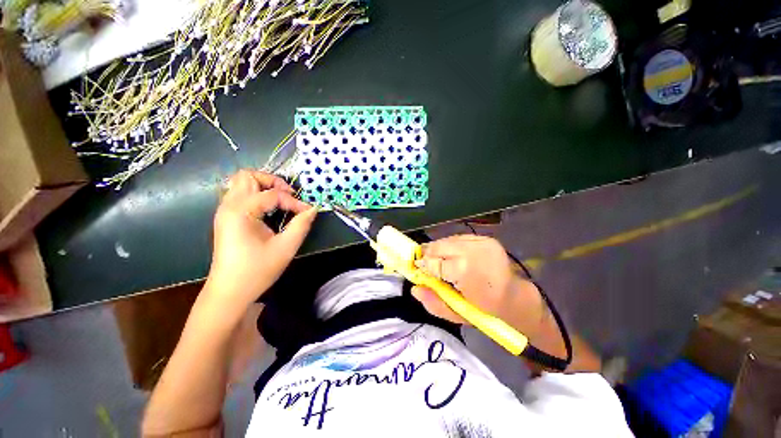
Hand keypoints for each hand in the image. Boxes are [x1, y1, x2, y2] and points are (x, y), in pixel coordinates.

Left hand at [206, 170, 317, 308]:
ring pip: (241, 183)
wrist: (229, 292)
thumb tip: (313, 209)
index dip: (294, 201)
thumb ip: (301, 225)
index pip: (272, 195)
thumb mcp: (285, 248)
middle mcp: (228, 206)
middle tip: (289, 195)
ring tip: (281, 200)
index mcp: (241, 212)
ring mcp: (224, 211)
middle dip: (272, 181)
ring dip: (264, 186)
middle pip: (248, 176)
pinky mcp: (226, 218)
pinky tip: (269, 209)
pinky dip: (257, 195)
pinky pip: (240, 195)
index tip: (307, 212)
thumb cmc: (257, 271)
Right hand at [412, 235, 546, 337]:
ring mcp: (481, 242)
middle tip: (424, 263)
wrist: (516, 298)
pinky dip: (451, 246)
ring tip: (439, 260)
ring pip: (447, 240)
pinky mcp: (485, 238)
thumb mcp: (457, 314)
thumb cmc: (486, 311)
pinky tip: (452, 255)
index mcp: (465, 272)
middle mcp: (473, 252)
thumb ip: (434, 302)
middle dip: (428, 254)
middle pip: (439, 247)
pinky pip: (458, 238)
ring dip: (439, 249)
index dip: (423, 265)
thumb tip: (414, 288)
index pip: (434, 263)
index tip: (417, 268)